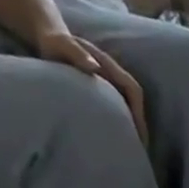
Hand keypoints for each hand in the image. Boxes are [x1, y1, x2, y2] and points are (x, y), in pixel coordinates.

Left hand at [37, 30, 148, 146]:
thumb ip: (77, 54)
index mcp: (109, 66)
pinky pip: (117, 110)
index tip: (141, 135)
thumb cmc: (54, 42)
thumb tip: (95, 68)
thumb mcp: (62, 45)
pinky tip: (116, 139)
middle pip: (134, 103)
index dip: (140, 113)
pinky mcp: (101, 92)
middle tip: (140, 150)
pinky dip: (120, 124)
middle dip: (140, 126)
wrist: (47, 37)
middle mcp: (113, 77)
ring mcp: (108, 85)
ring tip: (132, 149)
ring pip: (128, 108)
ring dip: (132, 127)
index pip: (133, 91)